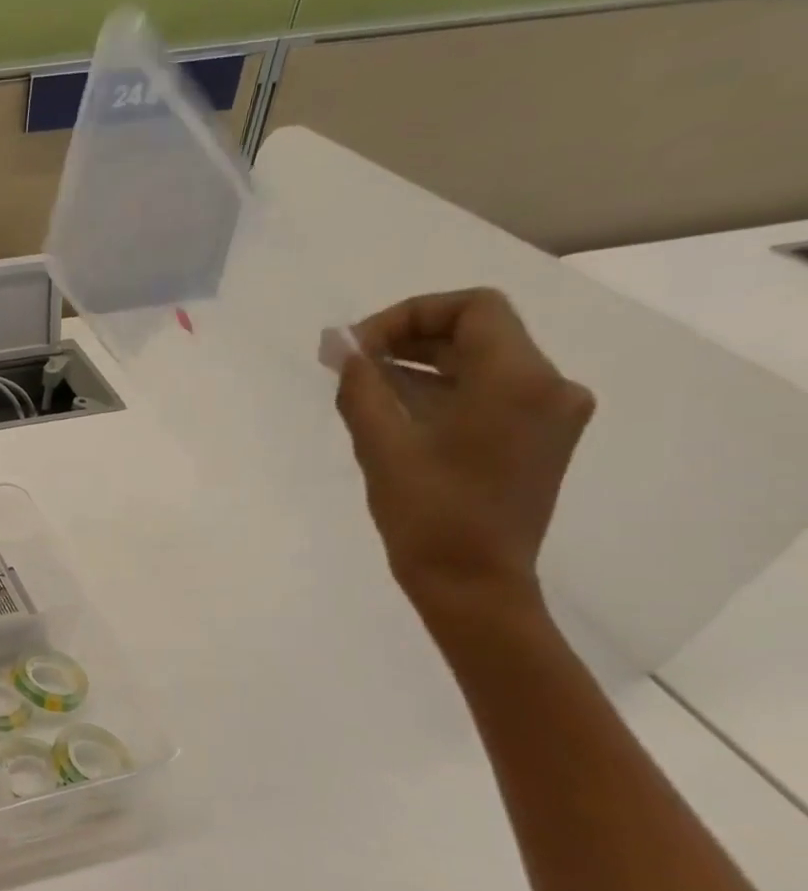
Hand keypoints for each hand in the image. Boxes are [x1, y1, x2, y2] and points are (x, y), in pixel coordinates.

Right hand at [335, 289, 595, 616]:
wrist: (473, 582)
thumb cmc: (427, 513)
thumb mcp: (381, 444)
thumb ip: (361, 385)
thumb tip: (341, 345)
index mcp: (517, 381)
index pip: (472, 308)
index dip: (409, 315)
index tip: (358, 348)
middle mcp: (549, 386)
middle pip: (479, 332)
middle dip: (409, 338)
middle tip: (351, 363)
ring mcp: (549, 414)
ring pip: (483, 362)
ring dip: (422, 363)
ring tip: (364, 386)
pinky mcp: (538, 438)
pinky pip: (490, 392)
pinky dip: (443, 389)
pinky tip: (397, 410)